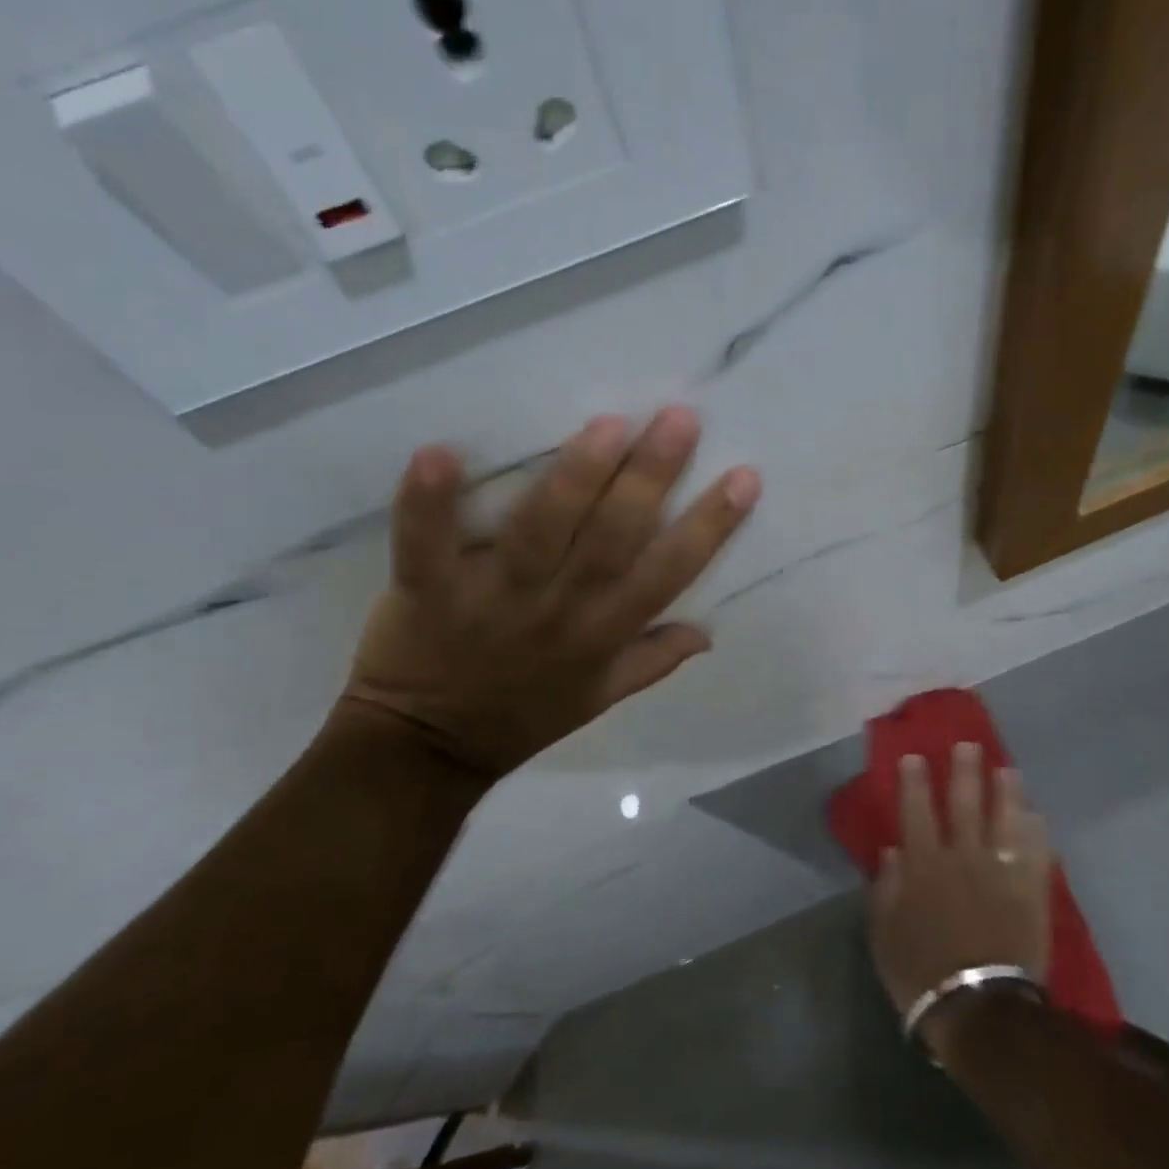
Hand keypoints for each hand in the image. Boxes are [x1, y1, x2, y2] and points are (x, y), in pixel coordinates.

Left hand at [340, 407, 760, 778]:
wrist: (429, 750)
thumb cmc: (523, 716)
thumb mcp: (600, 698)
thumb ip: (654, 660)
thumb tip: (709, 631)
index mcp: (602, 633)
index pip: (668, 574)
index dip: (709, 527)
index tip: (743, 478)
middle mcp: (559, 610)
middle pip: (612, 539)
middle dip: (650, 479)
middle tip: (680, 419)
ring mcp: (493, 599)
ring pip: (541, 533)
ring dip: (574, 480)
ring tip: (607, 426)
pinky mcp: (428, 592)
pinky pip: (425, 546)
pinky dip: (427, 505)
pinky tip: (438, 453)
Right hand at [868, 744, 1051, 1055]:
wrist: (979, 1010)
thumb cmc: (921, 972)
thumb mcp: (884, 933)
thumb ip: (886, 889)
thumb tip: (892, 851)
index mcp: (923, 866)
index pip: (916, 812)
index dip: (915, 782)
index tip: (914, 756)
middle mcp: (961, 859)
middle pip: (964, 806)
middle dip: (965, 773)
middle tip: (969, 745)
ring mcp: (1000, 874)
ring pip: (1004, 821)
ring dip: (1006, 793)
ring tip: (1008, 769)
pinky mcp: (1029, 894)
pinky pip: (1035, 855)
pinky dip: (1036, 833)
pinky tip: (1037, 816)